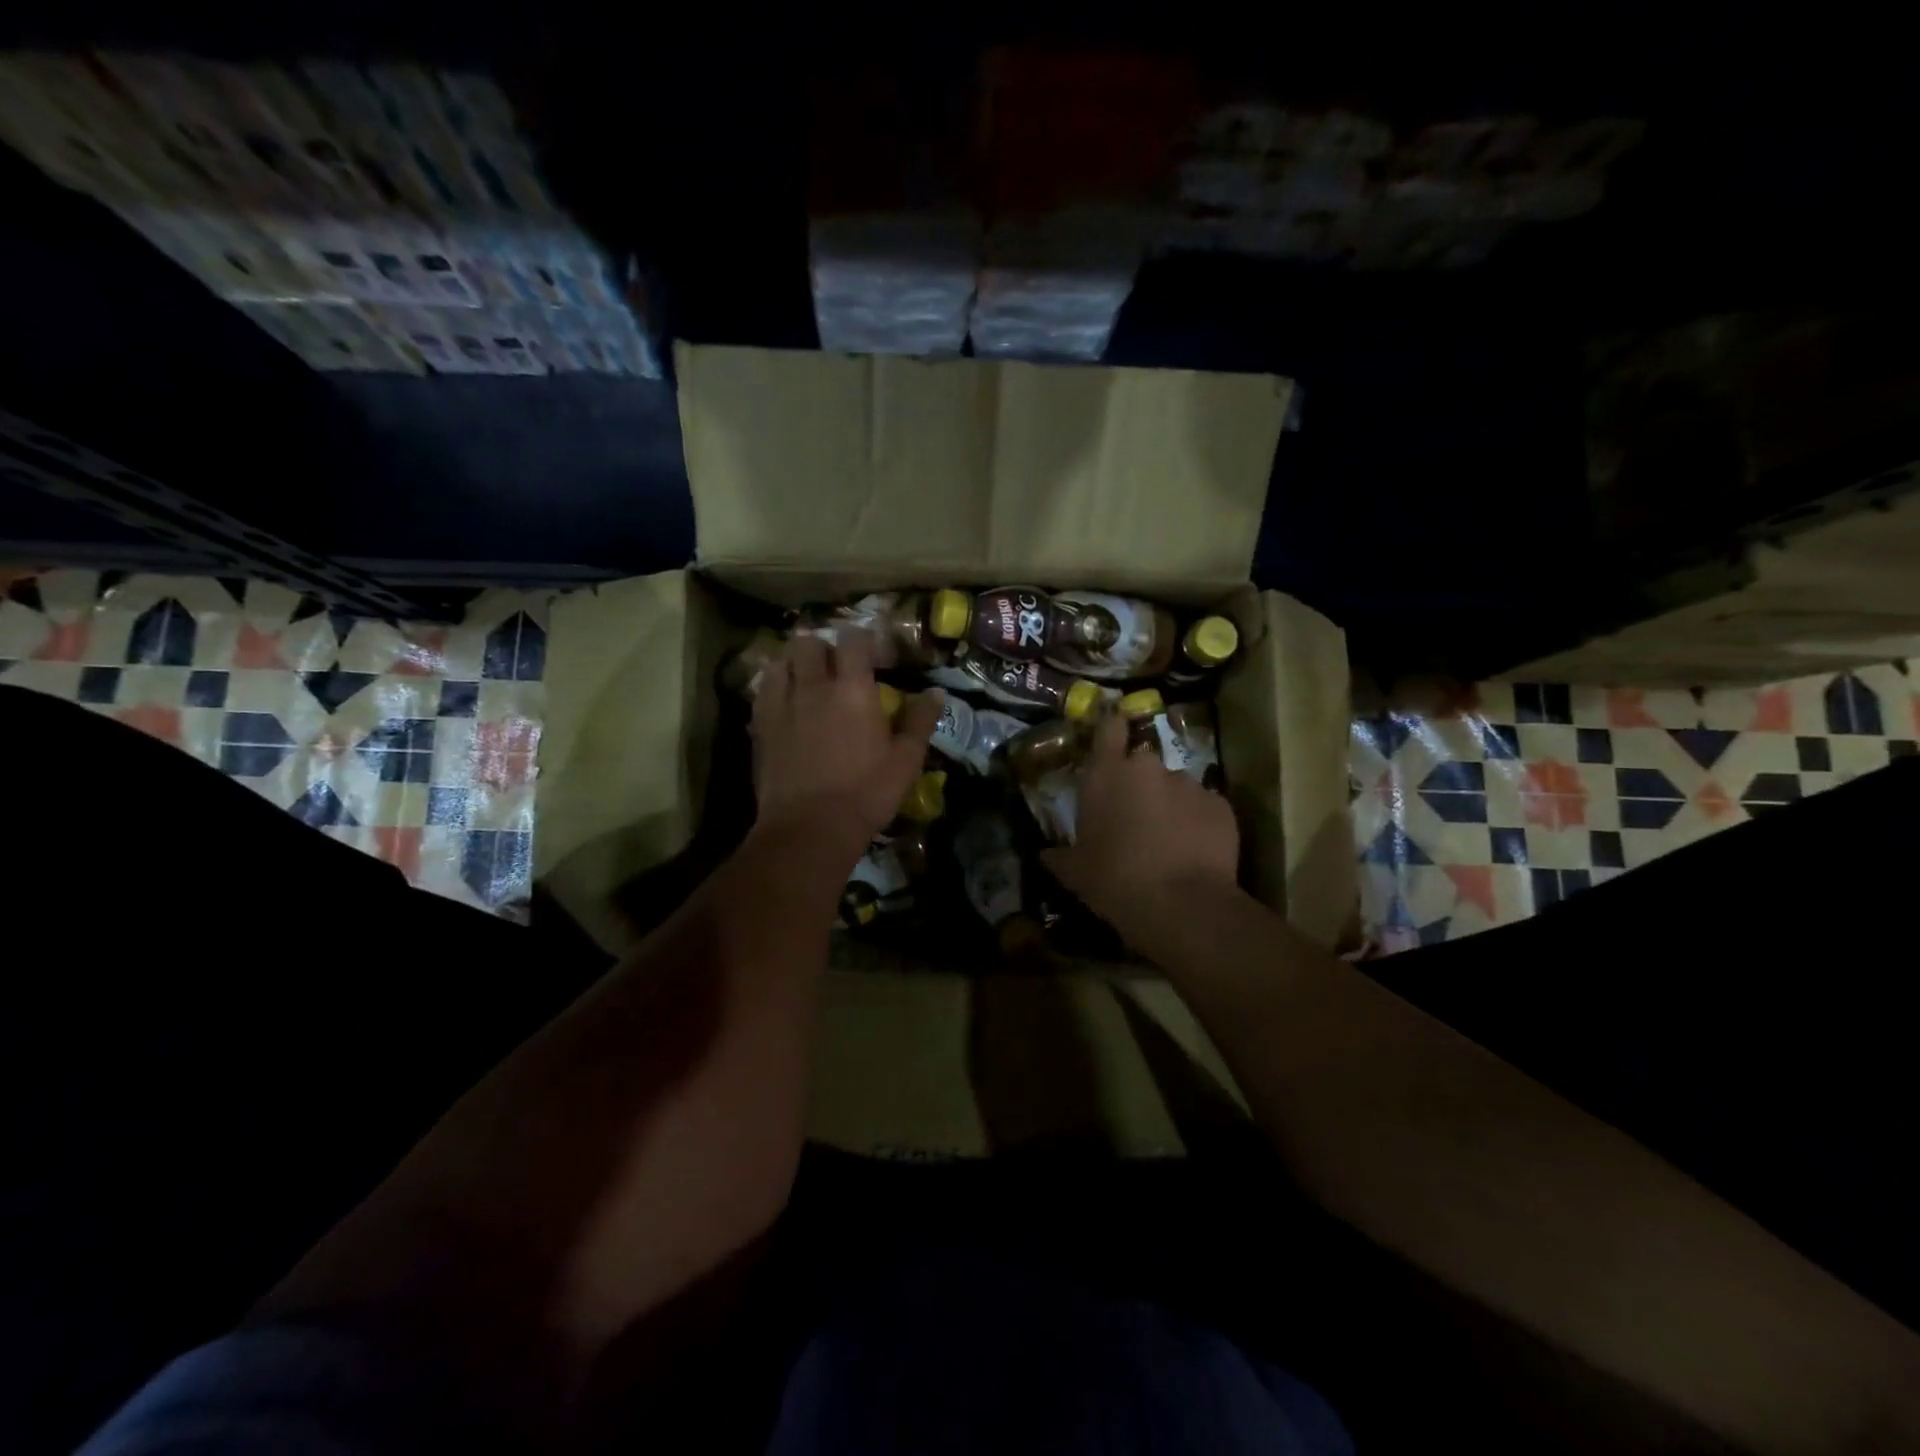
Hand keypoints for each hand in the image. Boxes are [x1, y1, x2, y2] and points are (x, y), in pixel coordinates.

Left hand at [750, 630, 943, 858]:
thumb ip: (920, 721)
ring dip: (794, 661)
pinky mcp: (760, 725)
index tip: (876, 652)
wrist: (810, 827)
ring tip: (806, 677)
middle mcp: (813, 686)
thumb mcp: (906, 760)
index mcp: (853, 690)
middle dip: (824, 646)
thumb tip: (936, 692)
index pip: (854, 641)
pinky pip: (763, 689)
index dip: (865, 639)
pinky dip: (774, 685)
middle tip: (837, 664)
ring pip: (780, 660)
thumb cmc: (866, 793)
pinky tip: (785, 701)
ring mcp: (782, 704)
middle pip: (809, 643)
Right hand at [1043, 713, 1239, 947]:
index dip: (1111, 728)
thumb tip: (1046, 855)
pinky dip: (1197, 823)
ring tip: (1168, 840)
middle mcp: (1147, 767)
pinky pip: (1203, 808)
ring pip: (1175, 786)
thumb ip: (1059, 857)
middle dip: (1140, 782)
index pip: (1109, 727)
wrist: (1182, 906)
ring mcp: (1188, 784)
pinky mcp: (1220, 805)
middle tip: (1134, 814)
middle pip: (1142, 761)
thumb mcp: (1075, 873)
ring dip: (1169, 804)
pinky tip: (1193, 851)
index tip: (1111, 735)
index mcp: (1106, 774)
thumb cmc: (1114, 881)